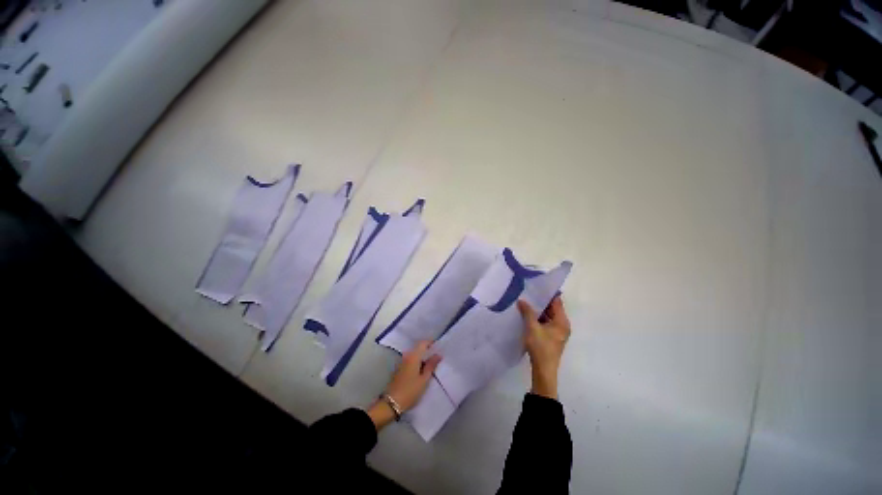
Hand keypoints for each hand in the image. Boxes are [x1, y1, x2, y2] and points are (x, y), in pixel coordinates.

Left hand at [367, 340, 441, 429]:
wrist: (392, 403)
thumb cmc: (410, 391)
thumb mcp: (424, 379)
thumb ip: (431, 365)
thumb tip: (438, 355)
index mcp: (413, 356)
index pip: (423, 343)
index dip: (431, 342)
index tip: (438, 346)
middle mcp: (407, 356)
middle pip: (418, 348)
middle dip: (427, 350)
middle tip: (437, 356)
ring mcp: (402, 362)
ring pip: (414, 354)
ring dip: (422, 357)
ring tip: (431, 364)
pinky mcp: (400, 369)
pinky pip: (411, 360)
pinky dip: (417, 362)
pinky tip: (422, 369)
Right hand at [517, 296, 570, 399]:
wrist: (543, 370)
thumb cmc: (540, 347)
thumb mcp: (532, 327)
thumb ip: (527, 312)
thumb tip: (521, 300)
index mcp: (562, 321)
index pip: (557, 302)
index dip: (548, 293)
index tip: (537, 286)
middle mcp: (562, 325)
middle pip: (552, 309)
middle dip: (541, 301)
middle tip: (528, 293)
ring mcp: (557, 332)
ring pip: (548, 316)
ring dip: (538, 310)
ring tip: (526, 301)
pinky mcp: (551, 337)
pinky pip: (545, 323)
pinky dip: (538, 318)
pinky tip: (527, 314)